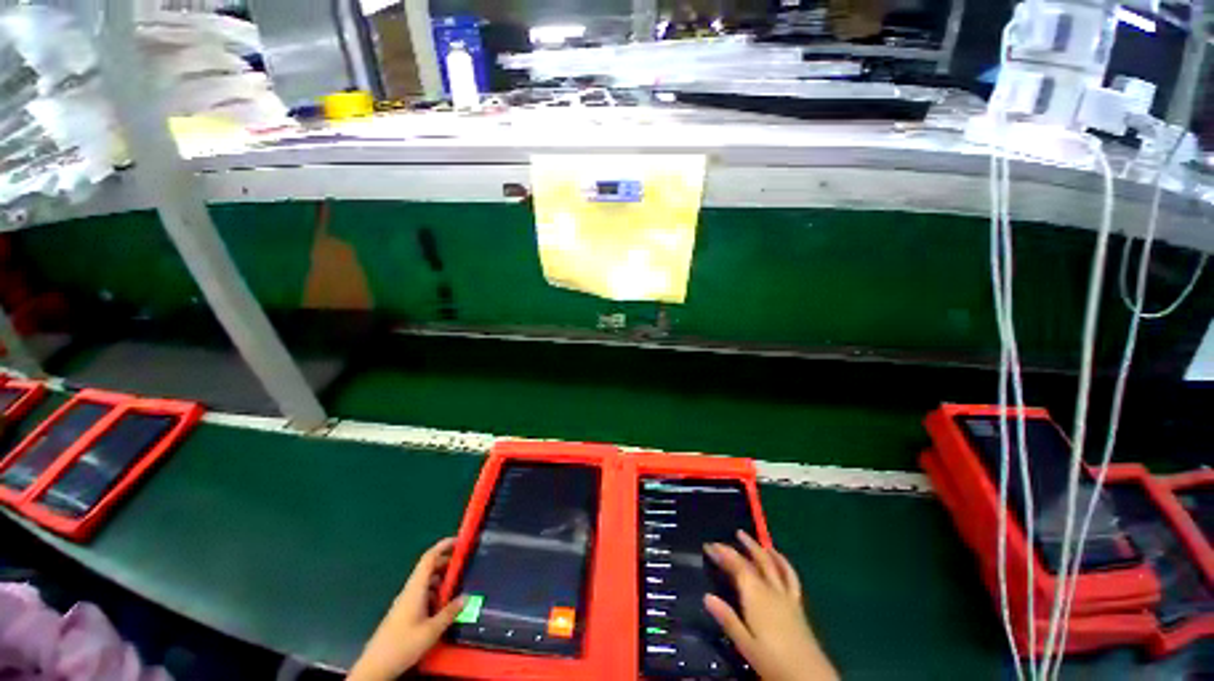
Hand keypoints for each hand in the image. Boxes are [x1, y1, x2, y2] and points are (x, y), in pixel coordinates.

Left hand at [347, 538, 465, 680]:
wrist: (375, 667)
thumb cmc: (402, 645)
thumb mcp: (431, 631)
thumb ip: (450, 613)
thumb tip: (466, 597)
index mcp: (415, 589)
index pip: (429, 558)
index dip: (443, 546)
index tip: (459, 541)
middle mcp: (409, 591)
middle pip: (429, 568)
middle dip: (447, 563)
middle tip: (464, 565)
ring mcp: (405, 602)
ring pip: (426, 583)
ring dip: (442, 580)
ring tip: (457, 587)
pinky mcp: (404, 613)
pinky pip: (422, 595)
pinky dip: (435, 593)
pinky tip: (443, 606)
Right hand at [704, 531, 838, 680]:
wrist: (809, 677)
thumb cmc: (773, 662)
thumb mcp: (745, 645)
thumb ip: (728, 619)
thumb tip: (707, 596)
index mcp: (756, 597)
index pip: (737, 567)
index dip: (723, 553)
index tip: (709, 546)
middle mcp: (771, 590)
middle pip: (755, 561)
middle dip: (740, 547)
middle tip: (727, 538)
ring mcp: (786, 596)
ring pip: (773, 565)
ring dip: (761, 549)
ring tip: (752, 539)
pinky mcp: (798, 605)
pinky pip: (791, 577)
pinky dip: (783, 563)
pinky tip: (779, 559)